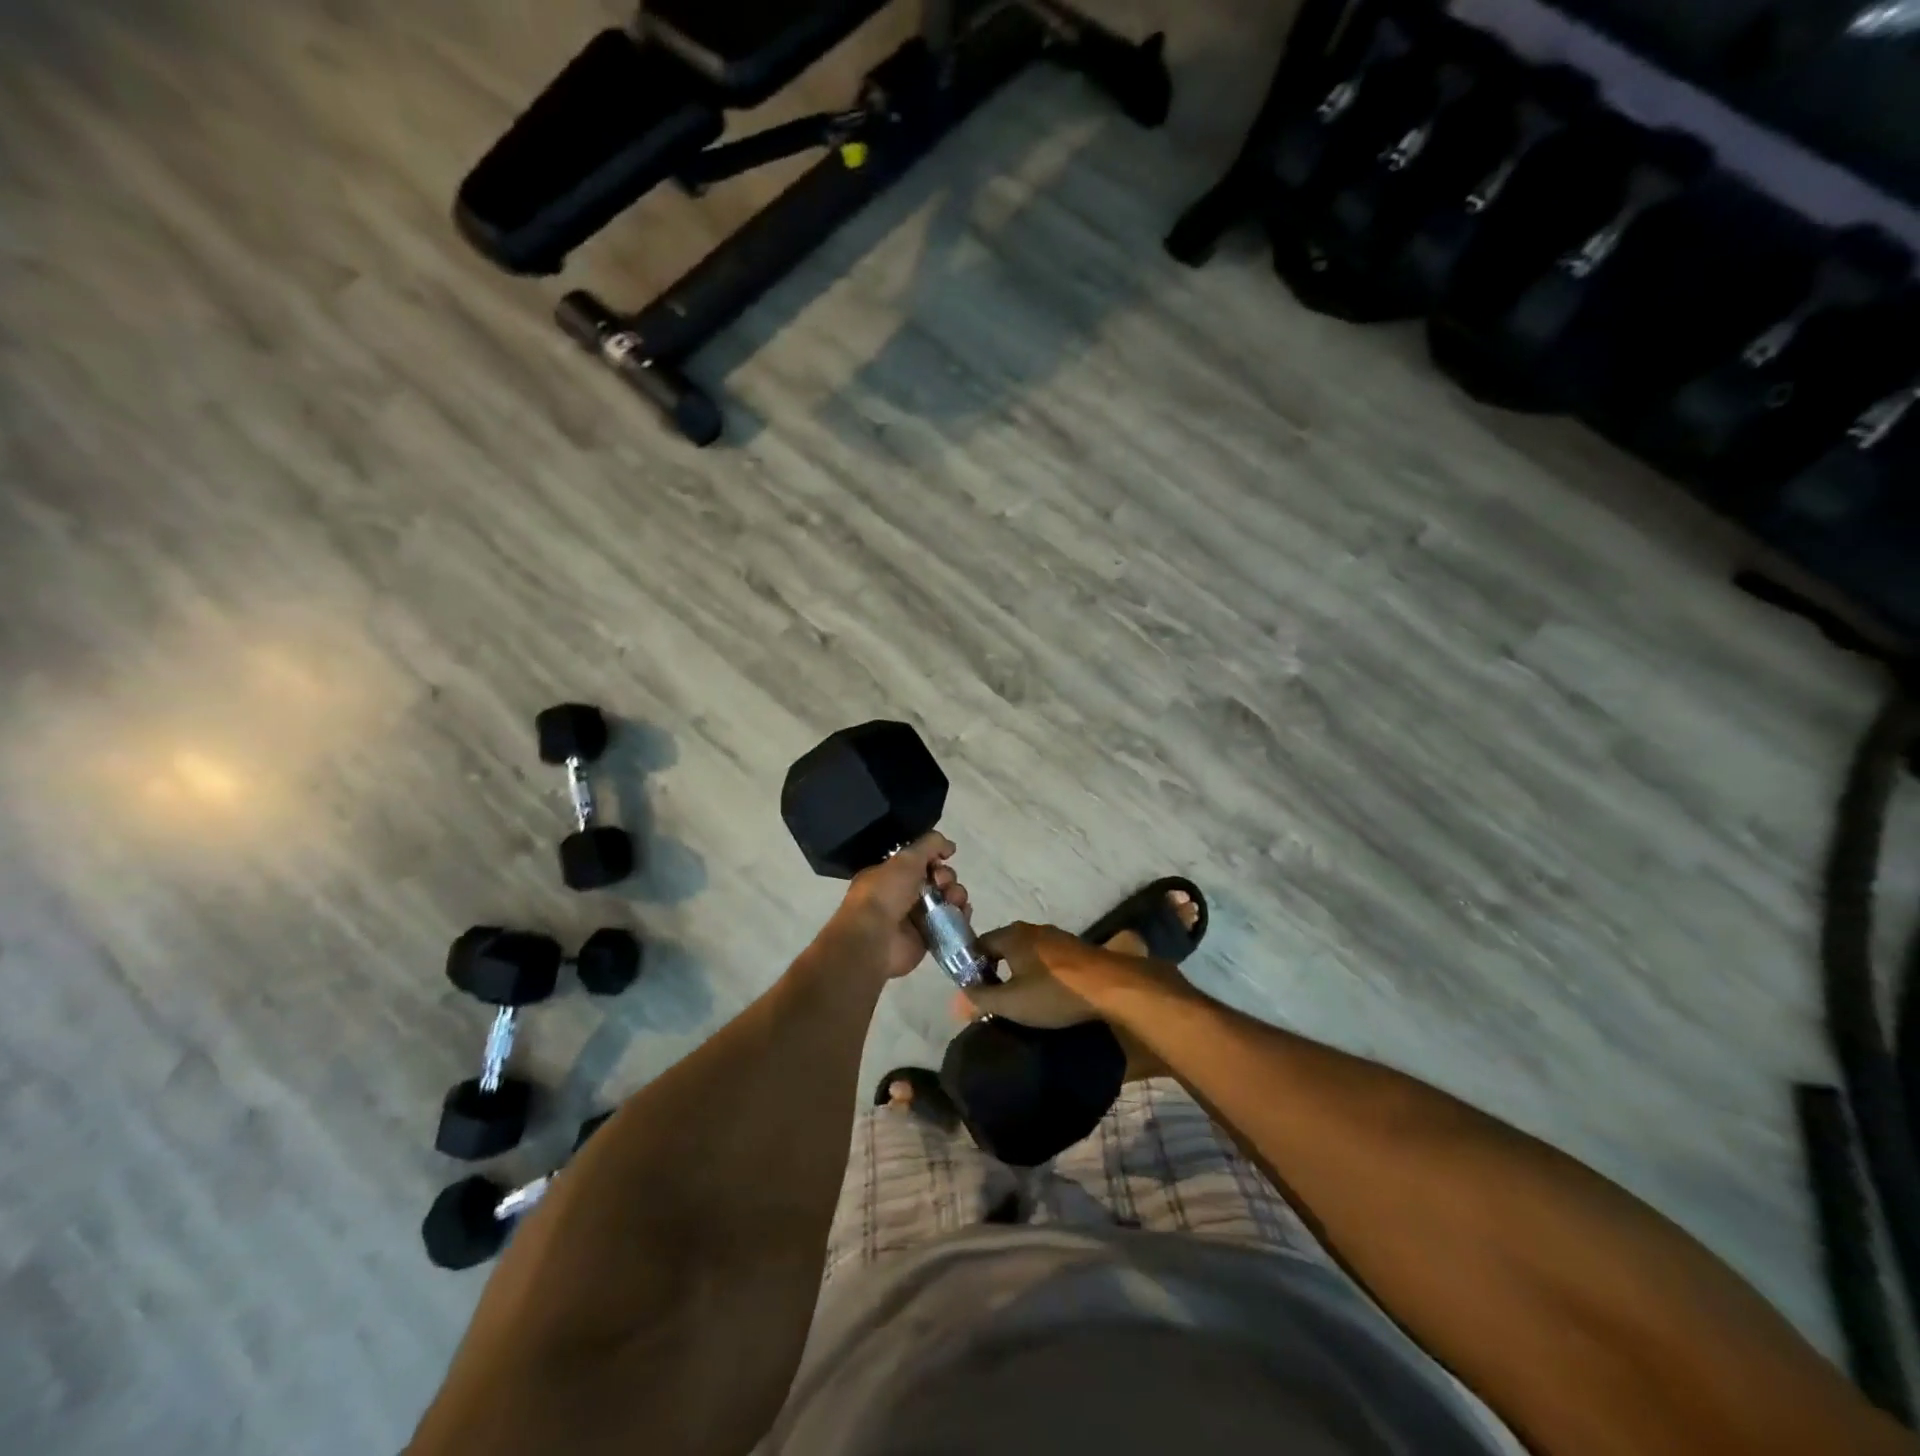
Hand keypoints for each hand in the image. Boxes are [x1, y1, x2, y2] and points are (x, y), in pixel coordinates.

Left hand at [811, 833, 967, 983]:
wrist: (875, 939)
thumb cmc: (885, 893)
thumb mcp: (906, 858)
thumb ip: (930, 844)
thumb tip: (950, 846)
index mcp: (890, 875)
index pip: (920, 862)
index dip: (934, 859)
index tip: (941, 859)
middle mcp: (901, 895)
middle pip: (936, 880)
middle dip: (946, 877)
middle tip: (943, 883)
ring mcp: (914, 918)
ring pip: (945, 900)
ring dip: (956, 895)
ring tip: (954, 899)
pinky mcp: (927, 938)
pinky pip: (949, 923)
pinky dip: (959, 916)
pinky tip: (963, 912)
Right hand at [968, 921, 1132, 1027]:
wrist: (1111, 987)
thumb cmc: (1054, 992)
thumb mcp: (1011, 1002)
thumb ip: (980, 999)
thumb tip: (956, 1000)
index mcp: (1012, 935)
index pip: (979, 944)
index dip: (972, 967)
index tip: (974, 993)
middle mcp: (1032, 929)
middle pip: (1004, 947)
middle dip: (996, 970)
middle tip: (996, 999)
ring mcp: (1057, 937)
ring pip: (1028, 953)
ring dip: (1021, 972)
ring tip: (1022, 1000)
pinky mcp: (1076, 949)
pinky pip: (1048, 959)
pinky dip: (1042, 973)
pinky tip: (1048, 994)